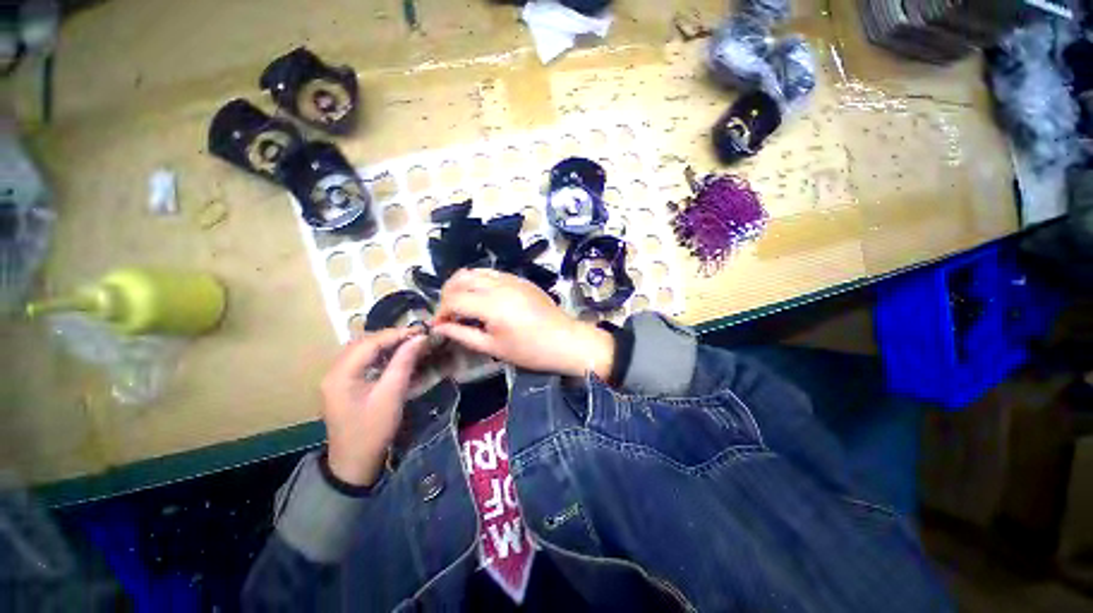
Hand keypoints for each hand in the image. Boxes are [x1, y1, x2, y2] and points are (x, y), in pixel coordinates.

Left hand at [321, 328, 428, 486]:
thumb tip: (419, 338)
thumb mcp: (391, 395)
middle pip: (363, 343)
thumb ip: (404, 363)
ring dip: (385, 345)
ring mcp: (336, 378)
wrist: (354, 463)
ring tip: (408, 344)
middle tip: (416, 337)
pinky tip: (394, 357)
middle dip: (391, 337)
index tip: (421, 331)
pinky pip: (361, 361)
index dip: (396, 334)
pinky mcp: (343, 385)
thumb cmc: (373, 430)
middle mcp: (334, 371)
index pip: (370, 342)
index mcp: (341, 374)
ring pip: (362, 350)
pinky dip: (379, 355)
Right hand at [433, 269, 614, 378]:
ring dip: (462, 284)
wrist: (565, 340)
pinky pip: (492, 272)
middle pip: (460, 279)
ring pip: (475, 271)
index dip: (441, 312)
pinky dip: (479, 280)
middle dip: (447, 295)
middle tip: (448, 313)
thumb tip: (440, 327)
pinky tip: (481, 296)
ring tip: (461, 303)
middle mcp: (499, 285)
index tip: (439, 326)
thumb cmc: (530, 350)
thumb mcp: (494, 347)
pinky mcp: (520, 279)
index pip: (453, 299)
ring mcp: (511, 279)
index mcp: (491, 304)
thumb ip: (464, 334)